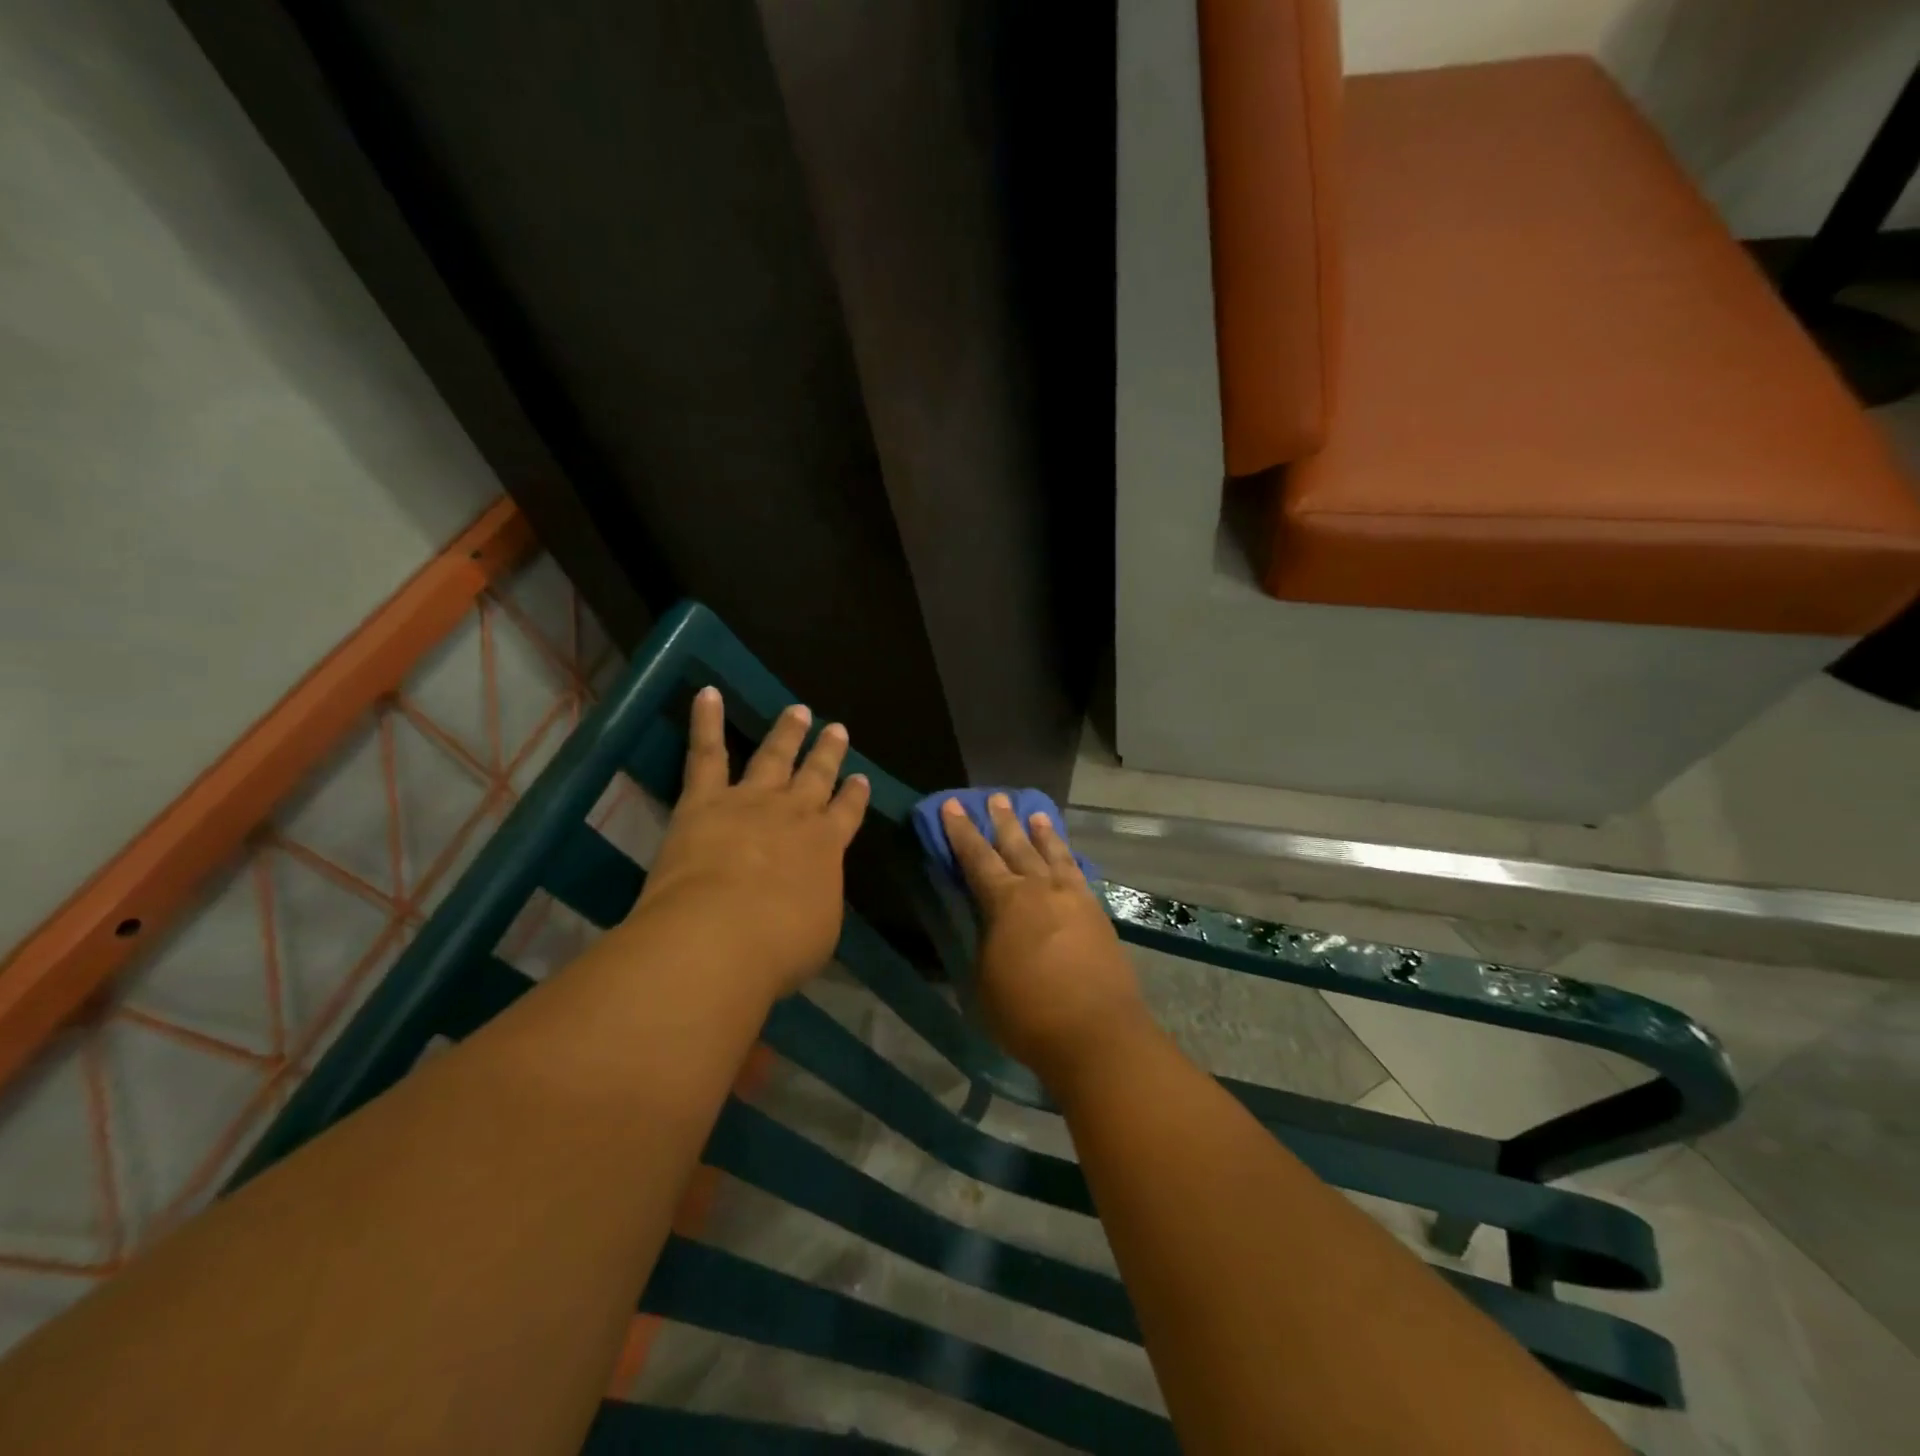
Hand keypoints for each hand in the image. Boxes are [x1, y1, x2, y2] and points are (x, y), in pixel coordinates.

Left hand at [632, 688, 869, 998]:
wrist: (722, 936)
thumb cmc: (779, 947)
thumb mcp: (818, 933)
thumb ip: (816, 904)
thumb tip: (810, 896)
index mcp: (827, 846)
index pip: (847, 813)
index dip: (855, 795)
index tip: (861, 778)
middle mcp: (795, 814)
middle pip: (816, 776)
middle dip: (827, 753)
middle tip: (837, 728)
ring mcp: (750, 801)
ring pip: (773, 757)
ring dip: (786, 733)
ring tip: (798, 710)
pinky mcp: (705, 800)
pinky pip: (707, 753)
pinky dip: (707, 721)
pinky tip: (708, 693)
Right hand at [940, 795, 1150, 1083]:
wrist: (1098, 1034)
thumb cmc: (1028, 1013)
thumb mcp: (985, 980)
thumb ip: (986, 943)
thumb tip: (991, 927)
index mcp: (1006, 901)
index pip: (977, 858)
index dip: (961, 831)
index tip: (952, 805)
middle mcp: (1041, 889)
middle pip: (1018, 846)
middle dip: (1003, 821)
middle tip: (996, 797)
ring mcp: (1074, 899)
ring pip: (1054, 855)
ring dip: (1043, 833)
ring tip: (1037, 814)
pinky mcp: (1098, 915)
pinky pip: (1079, 875)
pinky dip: (1069, 860)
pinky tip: (1069, 859)